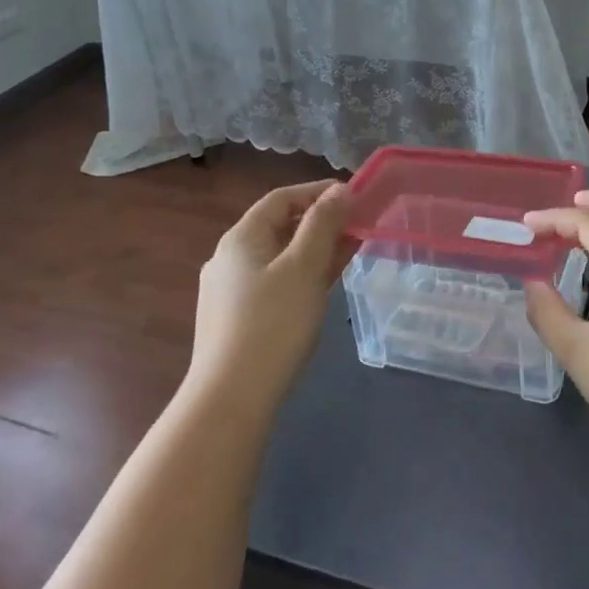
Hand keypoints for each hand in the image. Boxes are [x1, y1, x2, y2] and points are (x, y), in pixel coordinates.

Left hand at [189, 181, 355, 411]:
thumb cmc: (273, 323)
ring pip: (279, 258)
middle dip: (321, 223)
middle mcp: (230, 258)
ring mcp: (231, 291)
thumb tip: (339, 191)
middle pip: (279, 227)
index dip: (318, 192)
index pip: (281, 198)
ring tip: (350, 253)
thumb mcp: (304, 268)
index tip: (354, 197)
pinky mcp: (237, 320)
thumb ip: (323, 225)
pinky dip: (302, 276)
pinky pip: (275, 283)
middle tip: (359, 226)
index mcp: (240, 238)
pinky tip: (323, 288)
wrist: (232, 397)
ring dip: (315, 250)